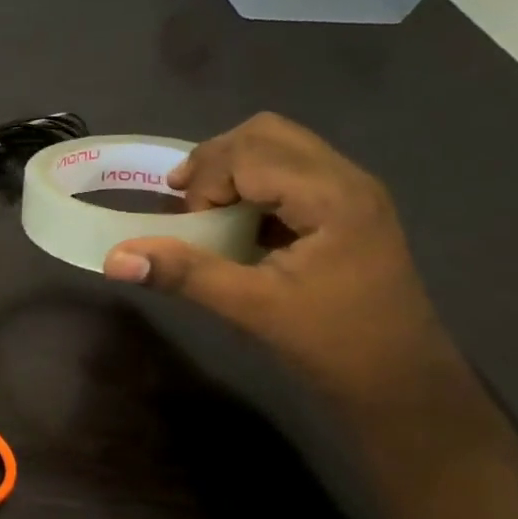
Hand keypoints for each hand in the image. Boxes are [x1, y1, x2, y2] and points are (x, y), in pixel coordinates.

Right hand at [103, 113, 464, 408]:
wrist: (403, 384)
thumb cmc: (332, 343)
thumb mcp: (251, 308)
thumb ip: (183, 274)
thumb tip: (115, 260)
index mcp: (331, 196)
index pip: (249, 151)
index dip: (206, 181)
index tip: (187, 226)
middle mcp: (346, 179)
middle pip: (265, 134)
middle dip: (214, 163)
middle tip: (186, 205)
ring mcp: (351, 192)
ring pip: (279, 147)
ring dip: (232, 172)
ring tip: (206, 213)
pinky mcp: (346, 210)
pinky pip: (290, 172)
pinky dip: (252, 186)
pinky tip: (237, 226)